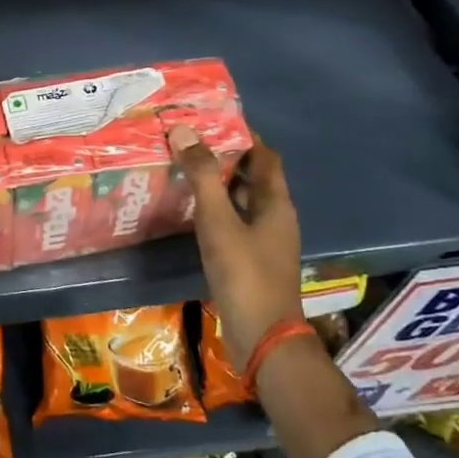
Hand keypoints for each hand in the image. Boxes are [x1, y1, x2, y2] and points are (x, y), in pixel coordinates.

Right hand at [167, 125, 302, 368]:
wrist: (263, 338)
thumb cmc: (245, 274)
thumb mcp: (219, 221)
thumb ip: (202, 176)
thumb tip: (184, 130)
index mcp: (275, 202)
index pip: (264, 155)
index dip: (242, 134)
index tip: (210, 119)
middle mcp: (275, 217)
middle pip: (252, 176)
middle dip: (224, 156)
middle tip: (188, 141)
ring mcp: (265, 241)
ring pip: (241, 200)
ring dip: (218, 184)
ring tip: (183, 169)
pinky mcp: (252, 260)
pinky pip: (234, 222)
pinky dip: (216, 210)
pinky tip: (190, 211)